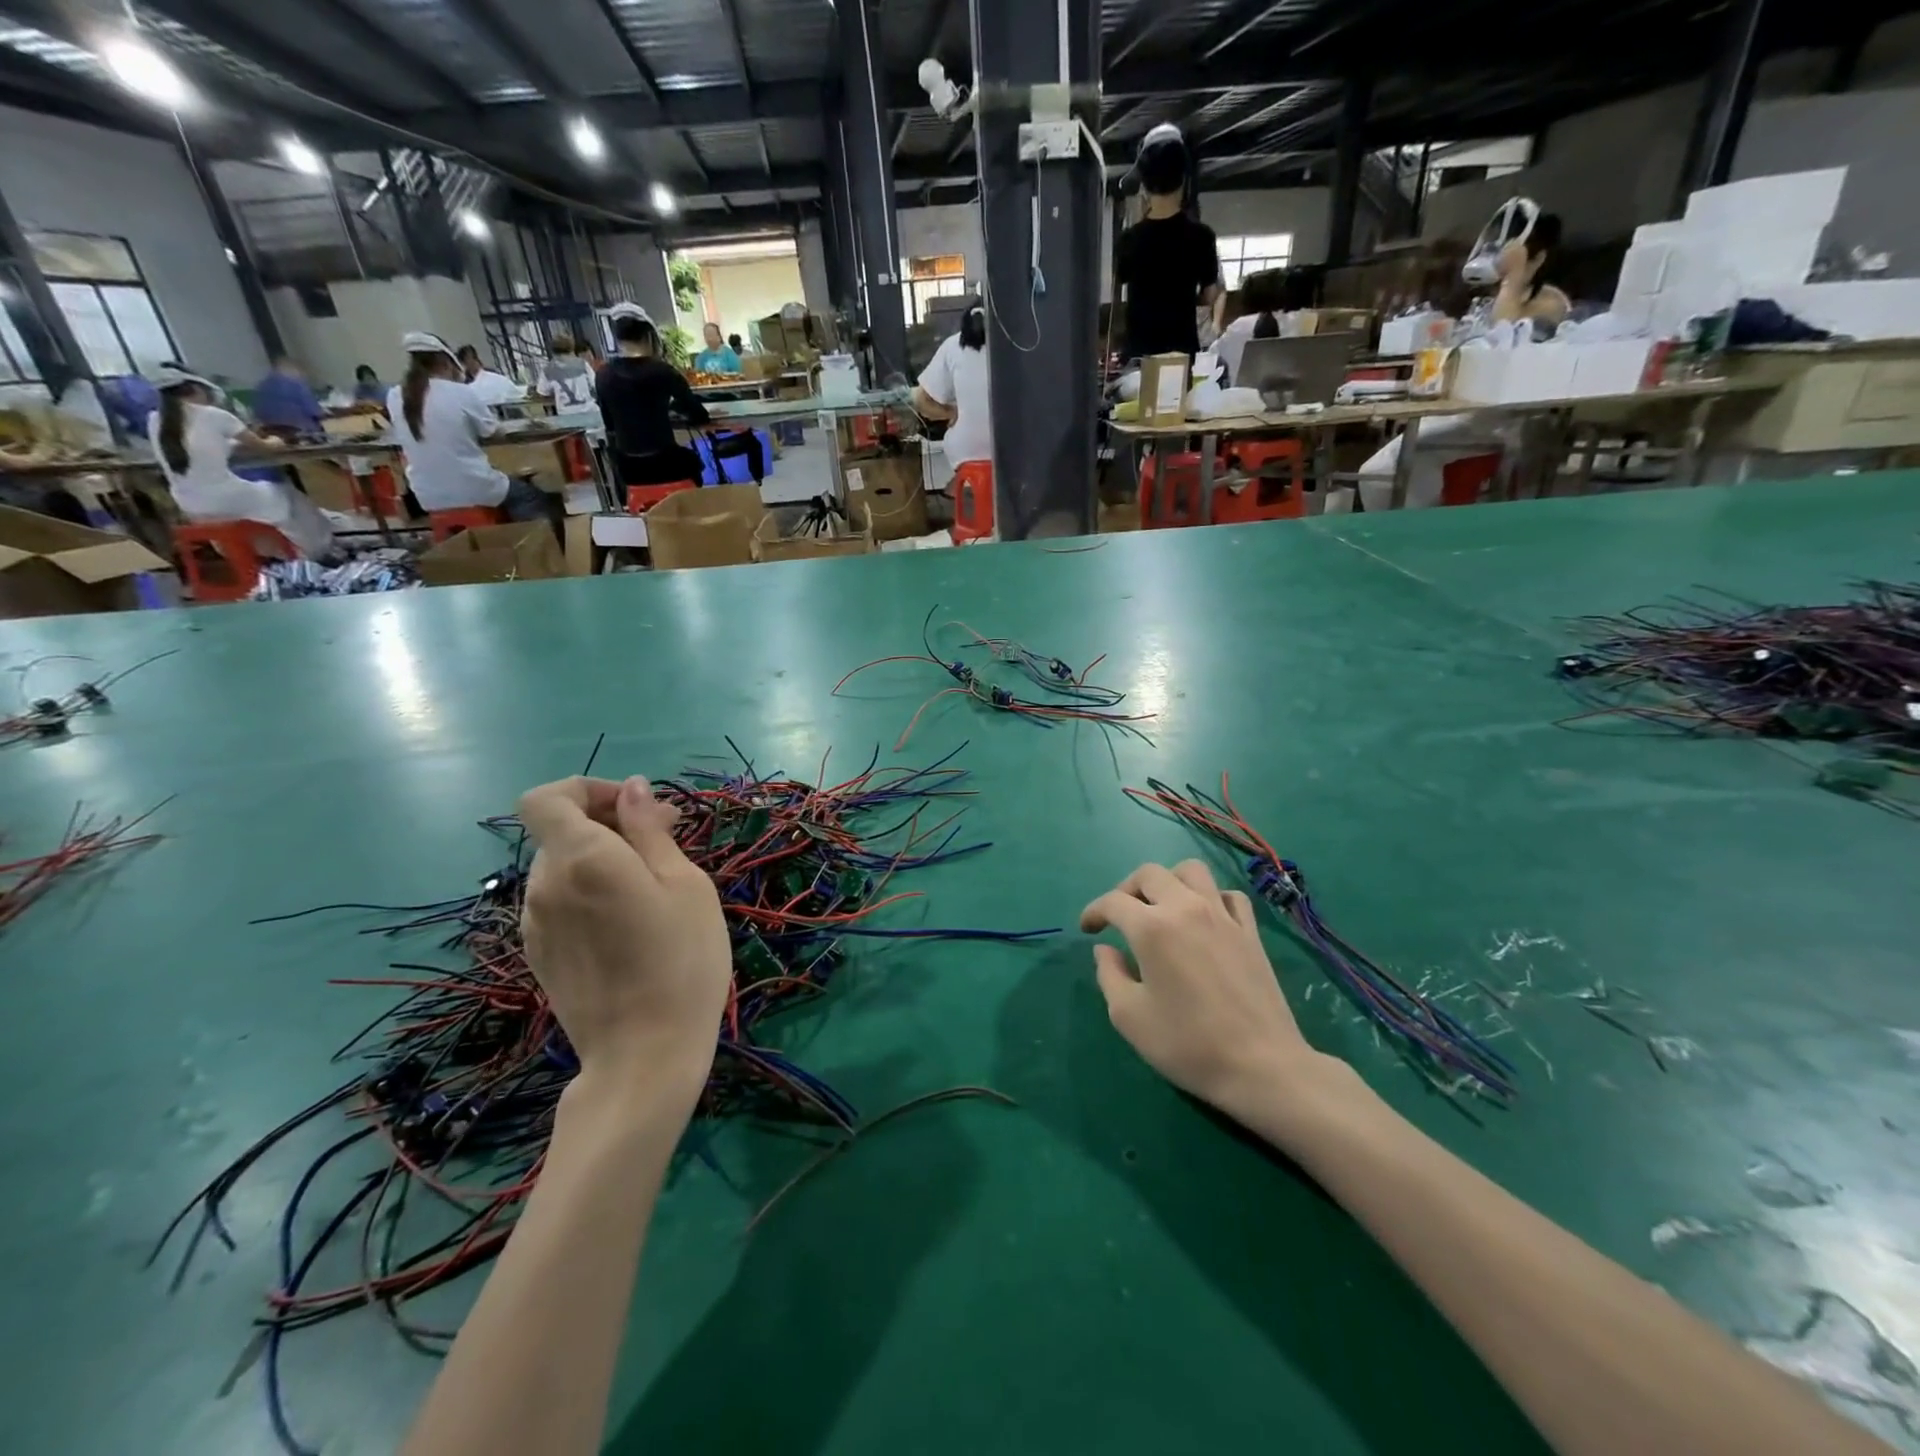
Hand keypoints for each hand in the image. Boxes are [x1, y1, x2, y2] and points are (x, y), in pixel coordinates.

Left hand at [518, 777, 730, 1098]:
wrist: (644, 1055)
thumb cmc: (681, 960)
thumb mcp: (684, 885)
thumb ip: (649, 831)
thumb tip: (631, 789)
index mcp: (582, 859)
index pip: (545, 798)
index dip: (585, 789)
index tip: (634, 807)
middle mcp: (545, 885)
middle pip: (560, 831)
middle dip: (609, 822)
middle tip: (666, 840)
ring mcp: (535, 923)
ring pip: (561, 866)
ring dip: (600, 857)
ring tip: (651, 884)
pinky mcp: (538, 954)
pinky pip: (559, 900)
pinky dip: (588, 890)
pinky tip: (627, 922)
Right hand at [1082, 860, 1337, 1121]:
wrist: (1261, 1066)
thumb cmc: (1187, 1044)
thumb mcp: (1129, 1016)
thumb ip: (1109, 975)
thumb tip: (1106, 950)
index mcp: (1151, 928)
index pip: (1113, 902)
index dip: (1094, 911)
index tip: (1087, 929)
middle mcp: (1186, 908)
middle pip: (1150, 874)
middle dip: (1126, 889)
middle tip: (1119, 915)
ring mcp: (1222, 916)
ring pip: (1191, 871)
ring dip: (1168, 881)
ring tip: (1160, 907)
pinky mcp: (1250, 931)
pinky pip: (1228, 895)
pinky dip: (1210, 897)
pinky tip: (1204, 919)